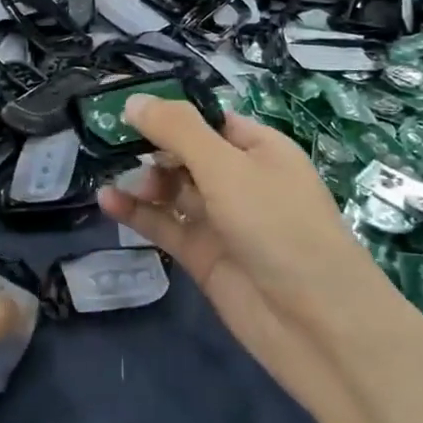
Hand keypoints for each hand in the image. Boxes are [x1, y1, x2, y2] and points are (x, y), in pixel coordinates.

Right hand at [97, 97, 396, 394]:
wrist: (317, 323)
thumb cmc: (278, 226)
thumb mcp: (227, 167)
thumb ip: (178, 131)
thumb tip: (133, 99)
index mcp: (258, 148)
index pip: (205, 118)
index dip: (166, 110)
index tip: (121, 104)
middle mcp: (239, 180)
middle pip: (184, 152)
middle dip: (148, 145)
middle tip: (105, 140)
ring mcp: (221, 219)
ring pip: (171, 190)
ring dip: (142, 180)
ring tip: (111, 175)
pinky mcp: (203, 256)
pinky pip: (165, 225)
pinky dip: (138, 213)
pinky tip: (108, 202)